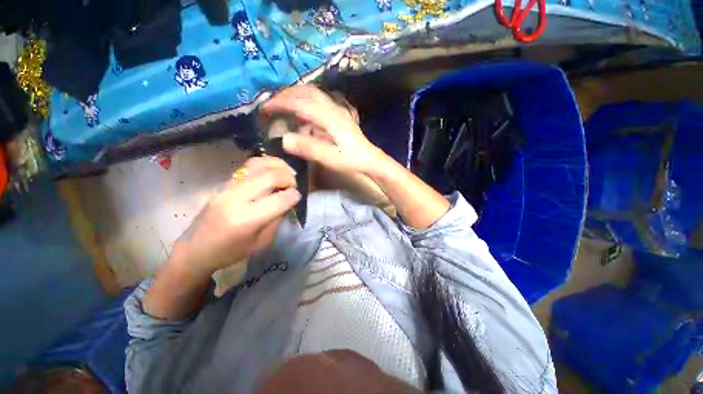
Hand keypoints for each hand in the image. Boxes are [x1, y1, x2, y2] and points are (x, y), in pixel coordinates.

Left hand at [170, 156, 299, 277]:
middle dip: (288, 177)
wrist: (195, 249)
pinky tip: (272, 170)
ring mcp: (227, 188)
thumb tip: (288, 201)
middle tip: (294, 184)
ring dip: (278, 165)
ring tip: (287, 171)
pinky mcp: (224, 184)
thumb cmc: (230, 252)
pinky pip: (247, 167)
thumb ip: (276, 219)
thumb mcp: (261, 243)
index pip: (278, 199)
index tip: (298, 196)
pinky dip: (265, 165)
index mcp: (246, 220)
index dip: (294, 196)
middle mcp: (236, 199)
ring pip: (257, 165)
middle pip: (269, 177)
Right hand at [261, 85, 386, 175]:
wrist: (369, 159)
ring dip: (296, 94)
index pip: (301, 103)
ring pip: (314, 94)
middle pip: (307, 92)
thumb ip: (309, 149)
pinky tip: (302, 112)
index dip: (281, 103)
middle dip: (286, 94)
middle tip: (271, 103)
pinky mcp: (339, 115)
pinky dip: (306, 101)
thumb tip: (284, 139)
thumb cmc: (351, 160)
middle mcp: (333, 109)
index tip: (265, 108)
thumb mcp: (330, 158)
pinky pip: (320, 102)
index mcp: (330, 118)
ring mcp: (337, 111)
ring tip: (282, 102)